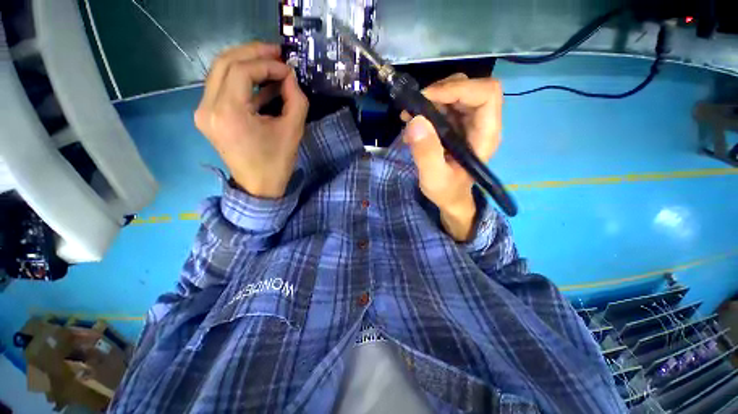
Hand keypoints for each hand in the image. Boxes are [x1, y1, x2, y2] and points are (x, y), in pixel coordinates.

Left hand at [195, 42, 308, 198]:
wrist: (258, 187)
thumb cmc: (277, 163)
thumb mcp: (293, 131)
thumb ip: (296, 99)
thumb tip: (290, 77)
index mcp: (228, 113)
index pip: (241, 70)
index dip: (266, 63)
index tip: (288, 69)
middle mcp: (208, 108)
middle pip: (224, 63)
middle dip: (252, 53)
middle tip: (276, 52)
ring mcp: (204, 112)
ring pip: (219, 71)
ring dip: (246, 63)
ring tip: (270, 64)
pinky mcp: (208, 116)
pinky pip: (221, 87)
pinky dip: (241, 80)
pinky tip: (261, 83)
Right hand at [402, 74, 502, 240]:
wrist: (450, 198)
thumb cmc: (446, 191)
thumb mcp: (434, 177)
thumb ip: (426, 152)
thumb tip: (415, 121)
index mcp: (486, 133)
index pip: (486, 93)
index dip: (458, 88)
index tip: (427, 99)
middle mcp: (482, 122)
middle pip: (470, 87)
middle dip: (440, 91)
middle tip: (415, 107)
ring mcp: (469, 122)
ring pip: (456, 92)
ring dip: (430, 99)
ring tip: (409, 116)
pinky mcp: (456, 125)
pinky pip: (444, 105)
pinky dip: (427, 108)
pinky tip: (413, 122)